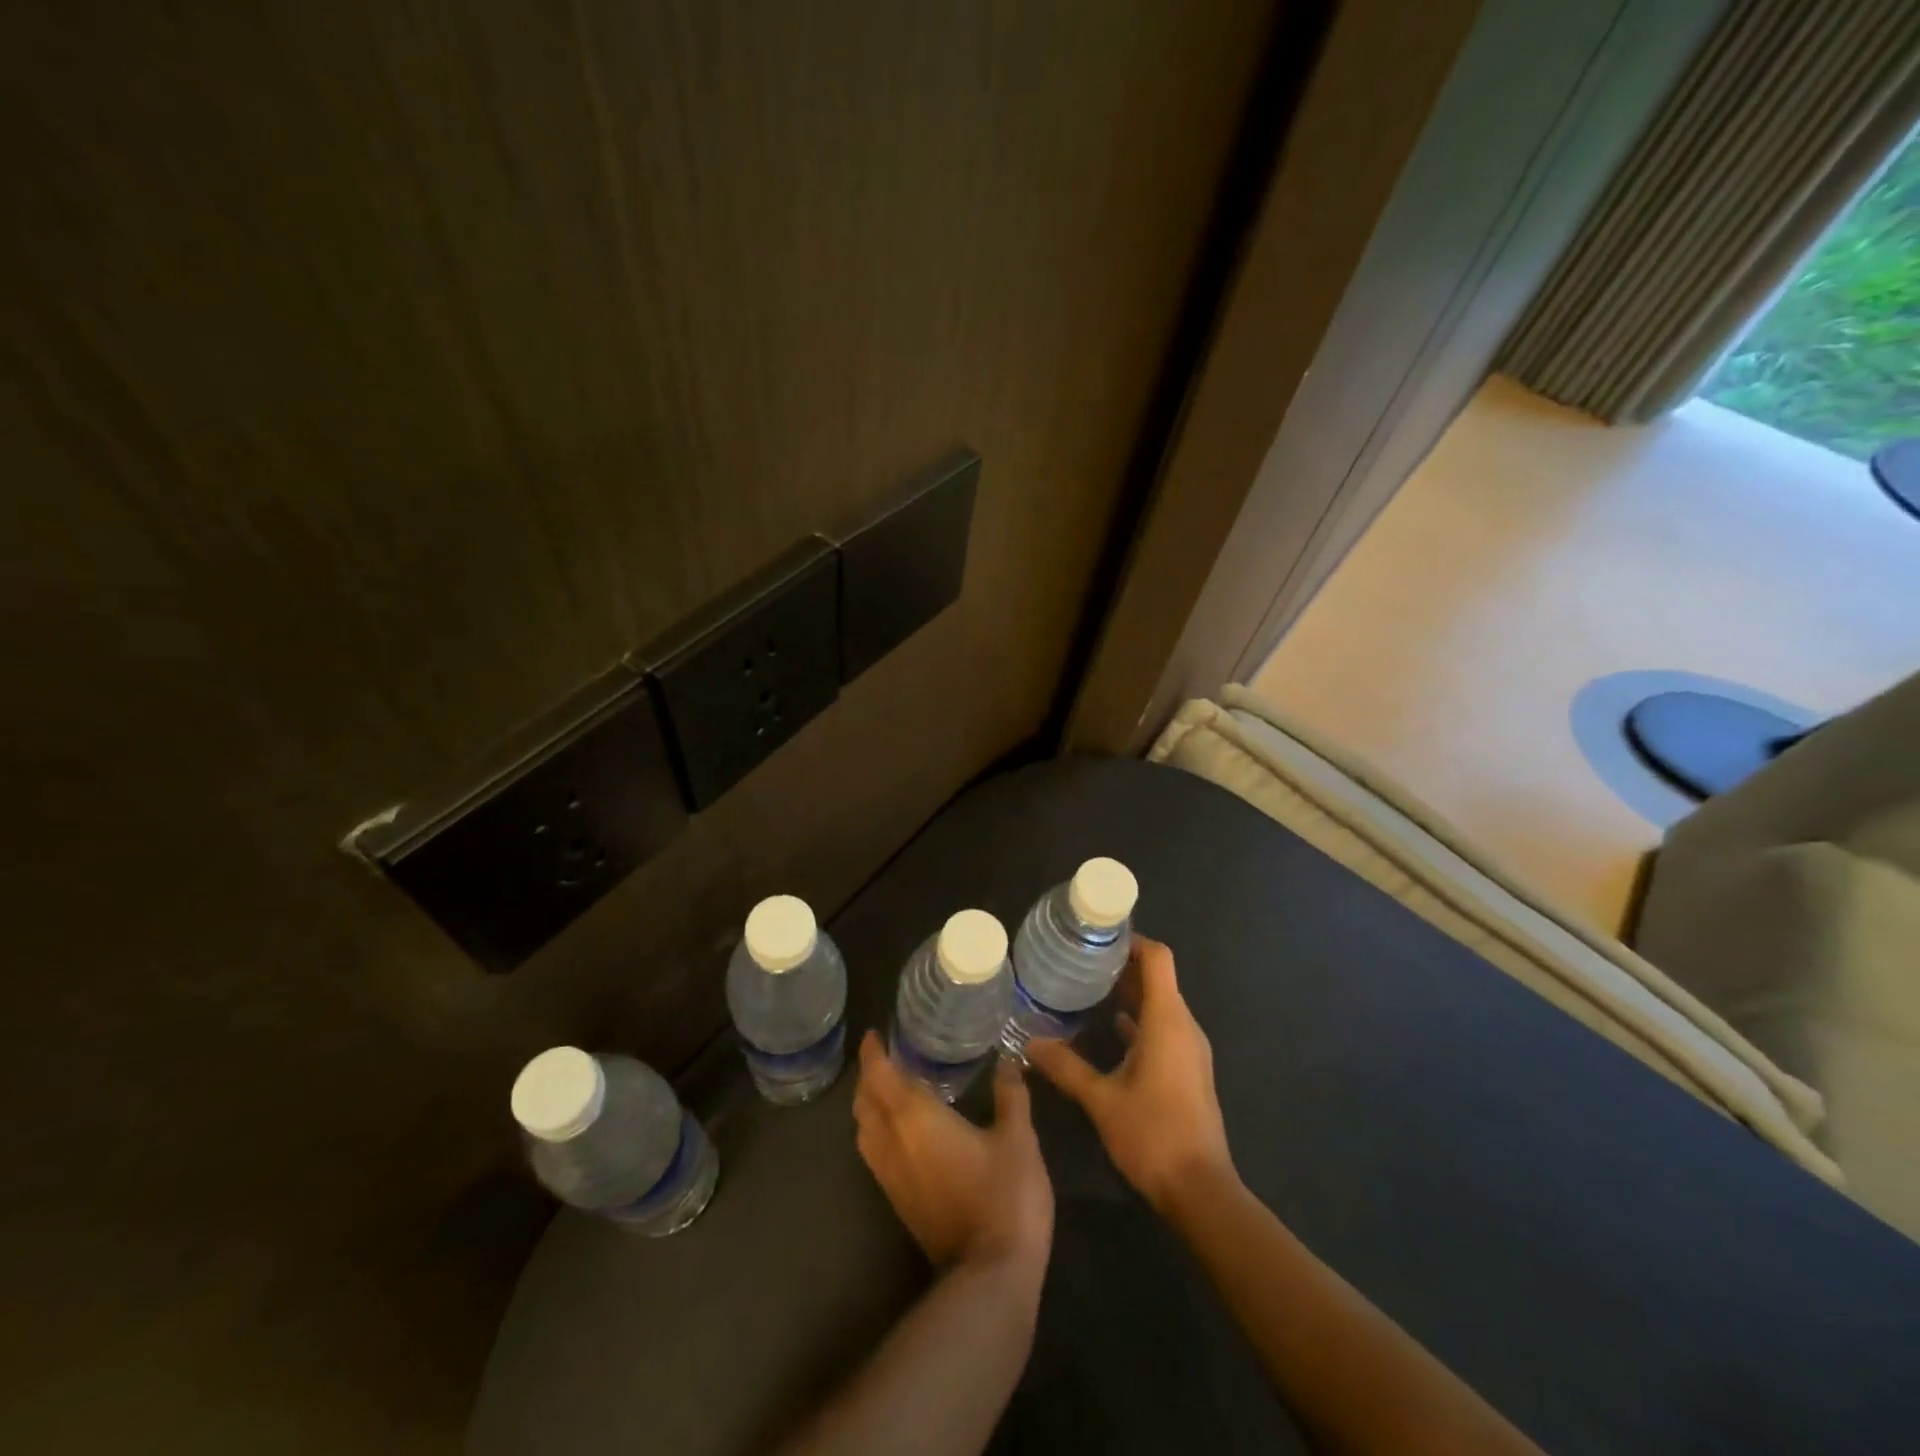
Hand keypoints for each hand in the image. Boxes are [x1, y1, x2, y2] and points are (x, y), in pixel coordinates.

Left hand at [853, 1031, 1053, 1271]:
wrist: (991, 1277)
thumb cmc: (1005, 1196)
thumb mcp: (1018, 1137)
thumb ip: (1010, 1094)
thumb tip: (1007, 1060)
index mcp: (915, 1119)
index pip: (880, 1076)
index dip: (872, 1052)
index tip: (875, 1033)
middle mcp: (893, 1144)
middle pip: (864, 1102)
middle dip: (869, 1076)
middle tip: (888, 1056)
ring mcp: (891, 1178)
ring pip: (864, 1130)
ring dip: (869, 1105)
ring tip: (891, 1088)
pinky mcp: (898, 1203)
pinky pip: (874, 1153)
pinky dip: (877, 1130)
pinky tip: (903, 1130)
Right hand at [1027, 936, 1233, 1212]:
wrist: (1201, 1191)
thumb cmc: (1153, 1135)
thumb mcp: (1101, 1099)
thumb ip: (1066, 1067)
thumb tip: (1028, 1043)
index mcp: (1167, 1021)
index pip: (1158, 958)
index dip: (1132, 940)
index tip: (1098, 934)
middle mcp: (1183, 1026)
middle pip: (1158, 978)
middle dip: (1122, 964)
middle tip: (1081, 957)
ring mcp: (1189, 1050)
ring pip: (1160, 1004)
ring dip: (1129, 993)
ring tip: (1088, 986)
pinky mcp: (1187, 1070)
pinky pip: (1162, 1029)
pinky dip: (1138, 1020)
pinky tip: (1108, 1028)